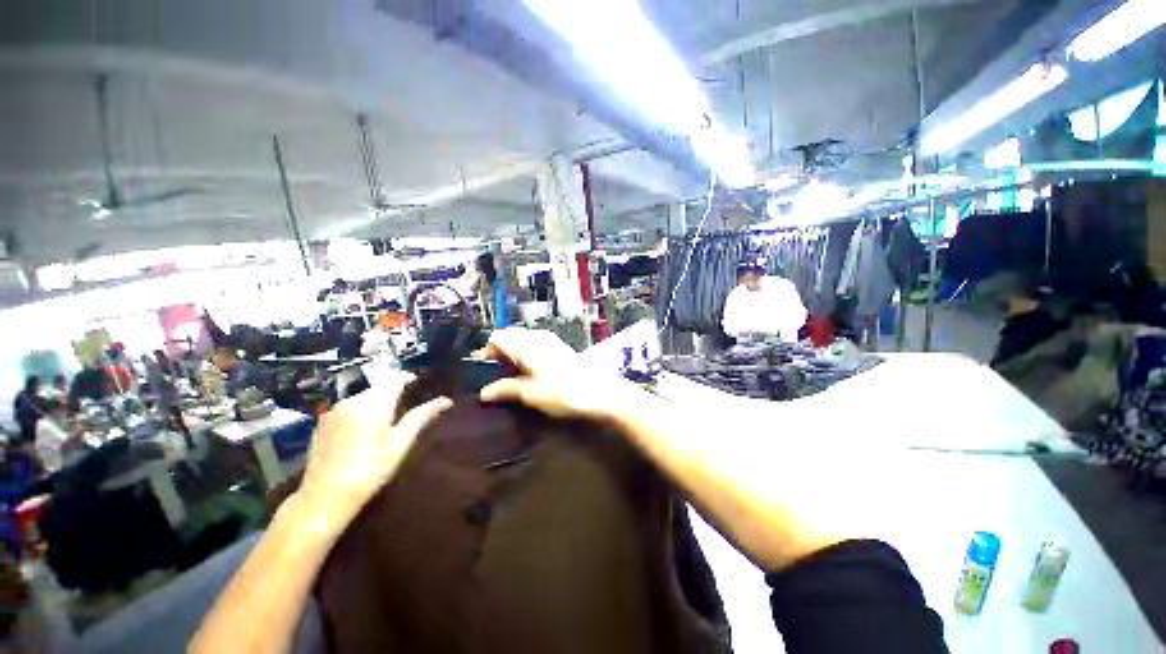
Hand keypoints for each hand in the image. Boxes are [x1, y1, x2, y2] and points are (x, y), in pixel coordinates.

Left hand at [295, 372, 451, 527]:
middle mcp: (351, 401)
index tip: (417, 382)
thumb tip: (446, 400)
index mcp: (373, 404)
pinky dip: (360, 410)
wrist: (323, 498)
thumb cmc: (369, 471)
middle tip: (405, 403)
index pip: (393, 378)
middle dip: (392, 389)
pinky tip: (363, 430)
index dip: (407, 377)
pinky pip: (347, 407)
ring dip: (376, 399)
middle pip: (377, 385)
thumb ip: (421, 417)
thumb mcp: (400, 444)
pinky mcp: (321, 423)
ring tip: (386, 418)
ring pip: (362, 395)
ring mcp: (333, 412)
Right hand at [477, 327, 629, 421]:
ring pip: (522, 340)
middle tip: (495, 375)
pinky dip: (525, 354)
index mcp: (527, 344)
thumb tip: (484, 393)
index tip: (483, 371)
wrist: (599, 392)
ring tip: (510, 376)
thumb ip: (506, 389)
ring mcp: (550, 340)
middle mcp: (537, 337)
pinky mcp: (558, 347)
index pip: (498, 337)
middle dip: (499, 353)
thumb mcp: (531, 394)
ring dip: (512, 354)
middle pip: (509, 336)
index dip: (487, 352)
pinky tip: (528, 372)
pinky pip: (534, 344)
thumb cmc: (563, 393)